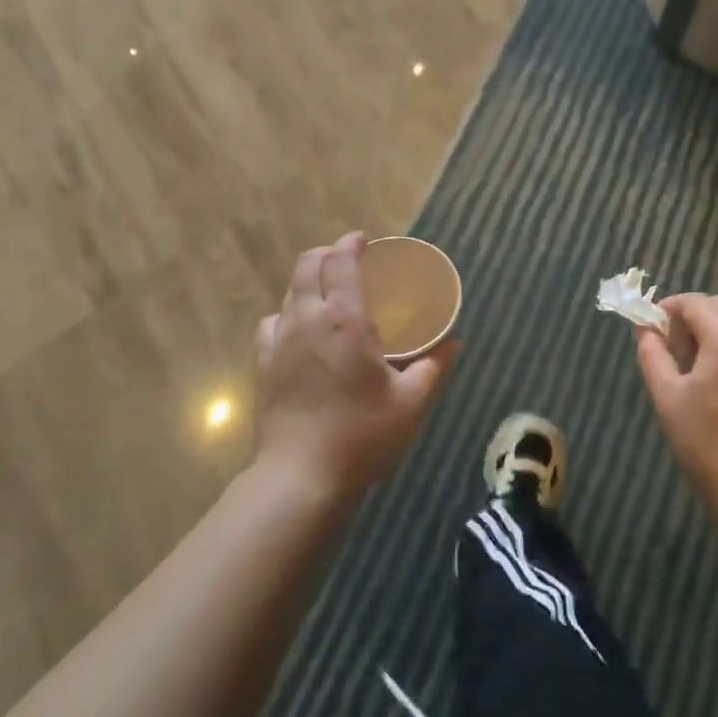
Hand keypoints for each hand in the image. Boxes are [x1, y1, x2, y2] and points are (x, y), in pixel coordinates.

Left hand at [253, 232, 457, 497]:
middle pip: (308, 267)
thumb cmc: (362, 436)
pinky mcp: (262, 365)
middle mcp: (307, 320)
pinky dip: (287, 313)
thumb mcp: (410, 403)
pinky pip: (271, 323)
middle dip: (326, 254)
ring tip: (327, 292)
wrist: (300, 476)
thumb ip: (434, 367)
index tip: (362, 240)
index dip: (350, 244)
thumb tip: (455, 344)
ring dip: (307, 281)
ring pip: (289, 293)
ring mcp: (279, 342)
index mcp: (345, 321)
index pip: (341, 263)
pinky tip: (298, 328)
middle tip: (346, 258)